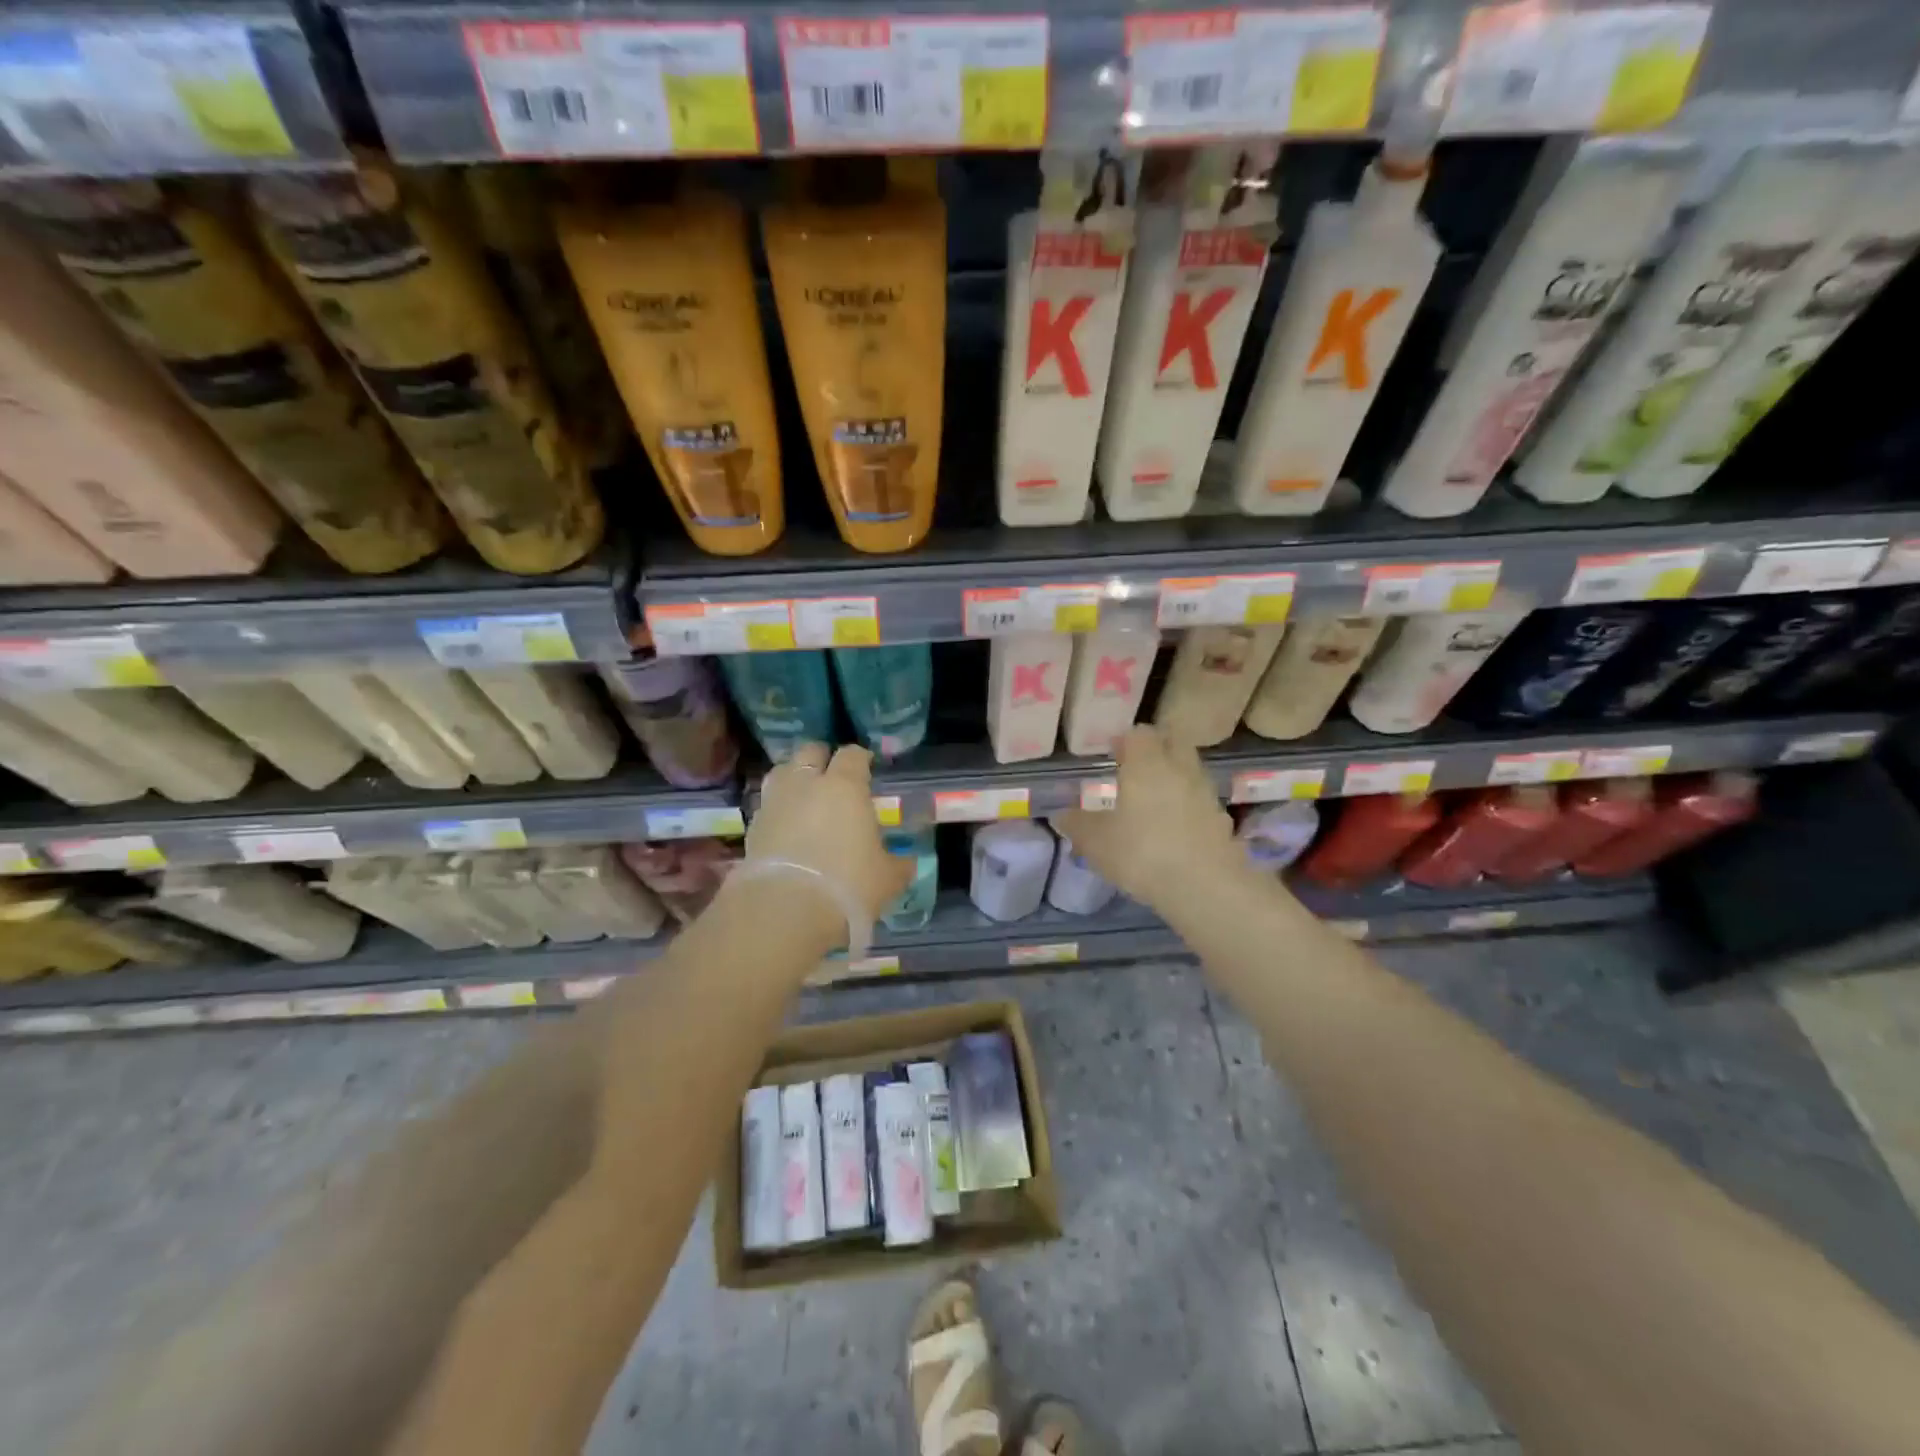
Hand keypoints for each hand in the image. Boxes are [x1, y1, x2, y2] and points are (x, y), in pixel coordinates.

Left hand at [740, 742, 913, 925]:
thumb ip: (898, 864)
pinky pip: (768, 804)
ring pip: (782, 771)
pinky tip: (787, 827)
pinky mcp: (752, 826)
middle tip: (833, 777)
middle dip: (822, 758)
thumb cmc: (847, 885)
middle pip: (811, 751)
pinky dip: (778, 809)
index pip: (852, 754)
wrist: (785, 910)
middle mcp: (807, 784)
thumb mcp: (888, 878)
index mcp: (845, 786)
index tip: (867, 768)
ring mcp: (775, 802)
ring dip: (795, 778)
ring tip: (805, 796)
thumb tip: (906, 861)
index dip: (860, 758)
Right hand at [1055, 726, 1247, 914]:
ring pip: (1191, 772)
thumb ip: (1077, 824)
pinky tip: (1176, 830)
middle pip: (1174, 743)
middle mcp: (1180, 770)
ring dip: (1175, 778)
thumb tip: (1062, 814)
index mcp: (1147, 765)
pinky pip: (1202, 804)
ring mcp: (1206, 795)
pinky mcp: (1222, 822)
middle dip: (1157, 750)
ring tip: (1154, 802)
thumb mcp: (1095, 842)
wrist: (1205, 887)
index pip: (1140, 734)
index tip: (1113, 752)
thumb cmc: (1142, 853)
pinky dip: (1189, 808)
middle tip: (1137, 769)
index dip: (1126, 740)